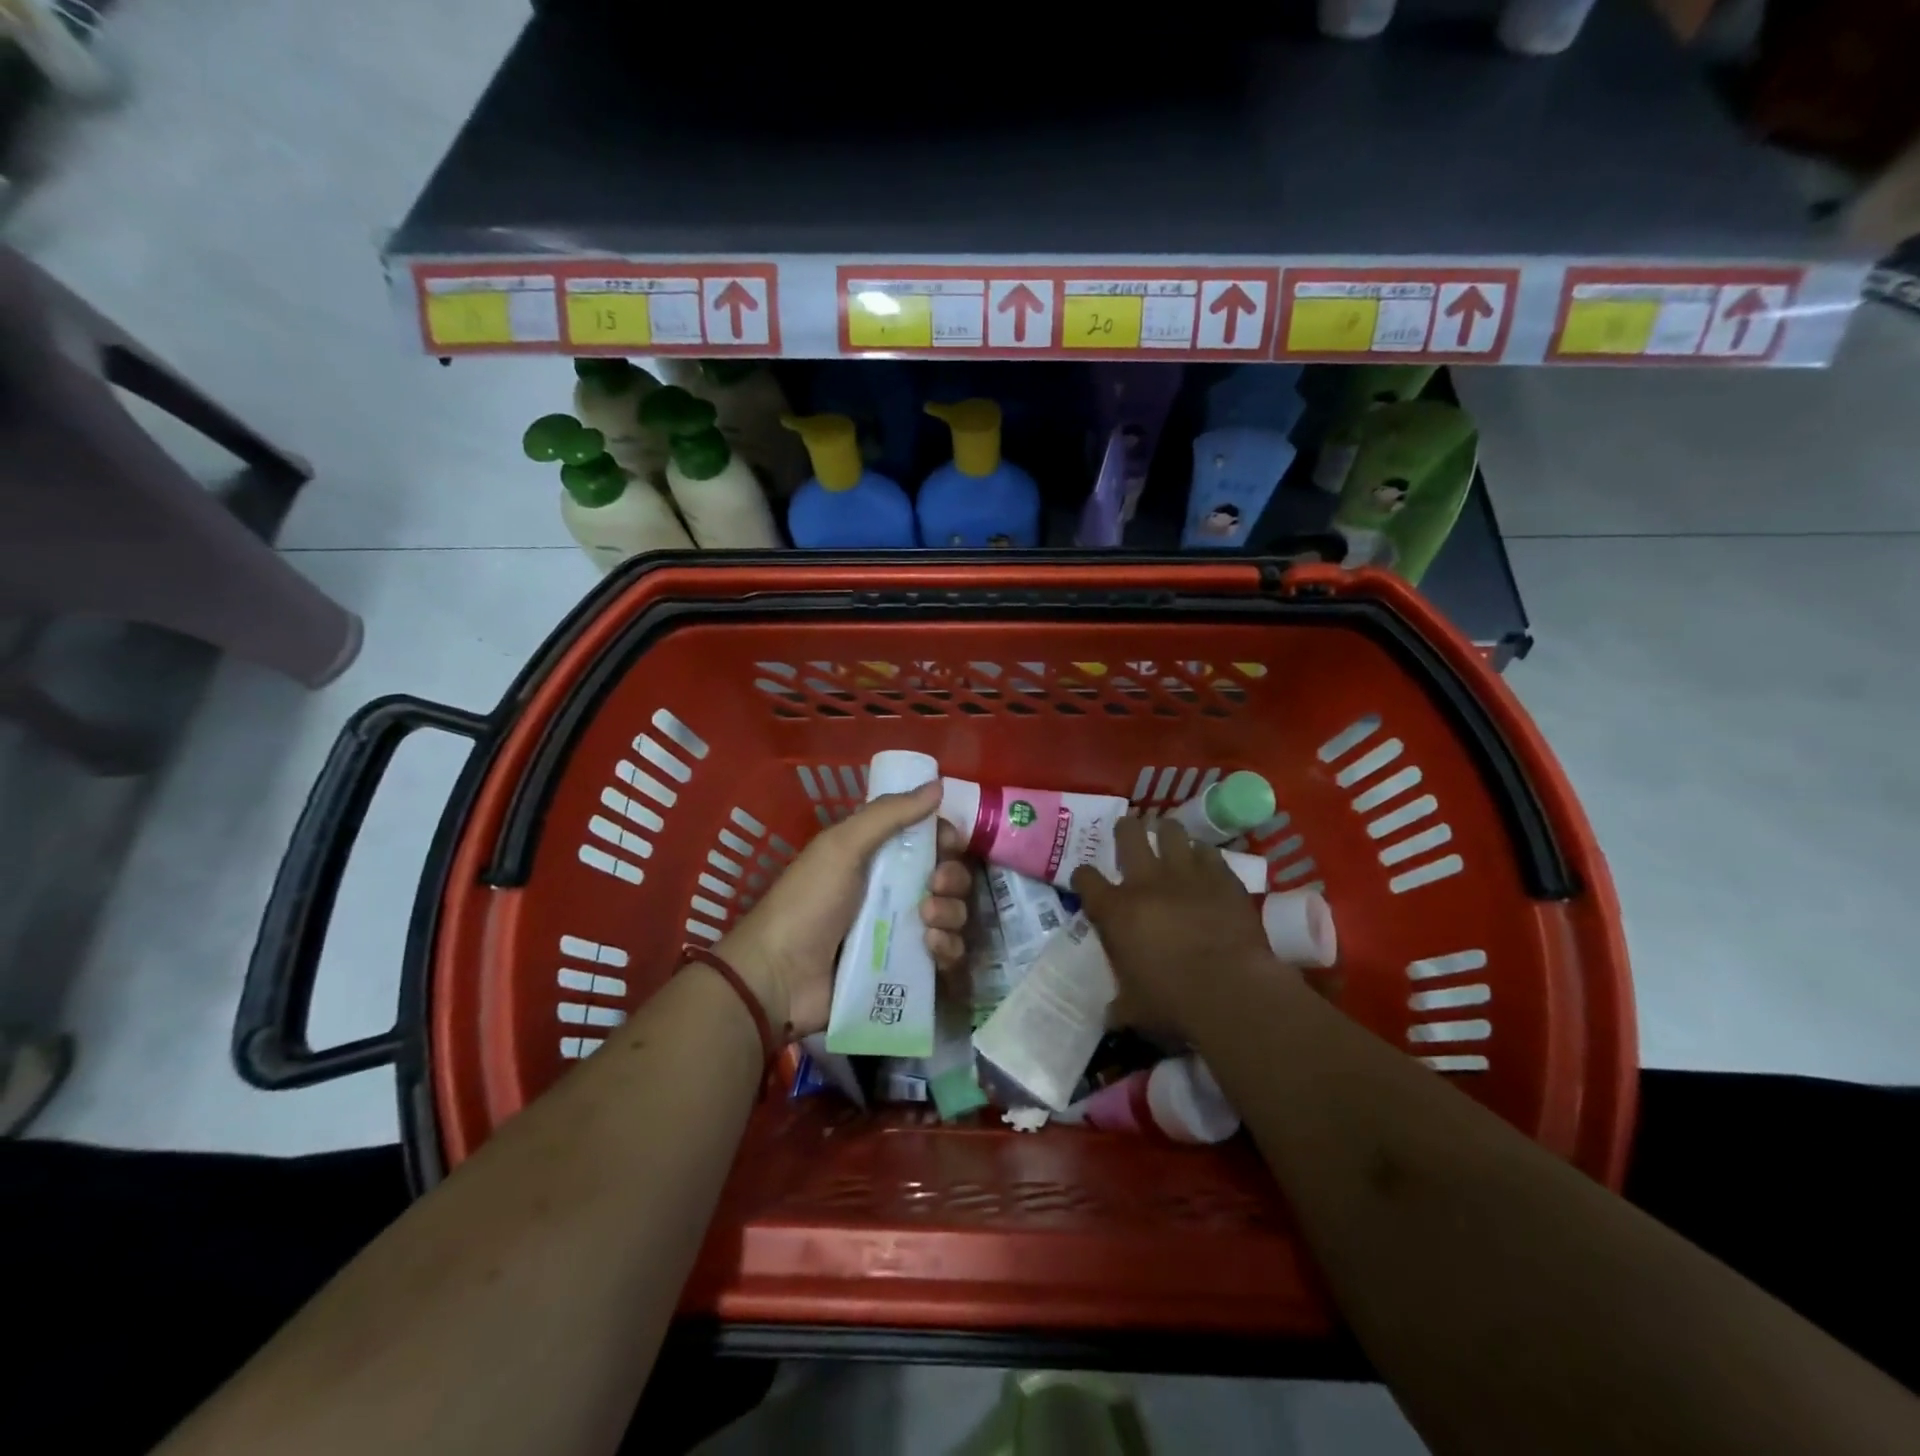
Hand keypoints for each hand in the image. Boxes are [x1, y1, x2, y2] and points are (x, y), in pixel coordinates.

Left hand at [715, 781, 970, 1038]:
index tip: (949, 843)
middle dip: (952, 879)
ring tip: (927, 922)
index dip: (946, 839)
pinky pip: (948, 955)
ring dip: (952, 914)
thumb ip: (889, 814)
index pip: (931, 841)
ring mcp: (903, 932)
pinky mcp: (908, 970)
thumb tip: (937, 784)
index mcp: (880, 857)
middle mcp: (897, 891)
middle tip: (934, 886)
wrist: (779, 976)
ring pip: (954, 916)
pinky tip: (931, 948)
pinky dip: (948, 949)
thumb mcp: (843, 846)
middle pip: (949, 878)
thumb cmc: (809, 901)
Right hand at [1070, 815, 1281, 1039]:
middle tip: (1128, 832)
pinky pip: (1209, 853)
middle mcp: (1145, 882)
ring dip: (1167, 832)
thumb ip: (1119, 1005)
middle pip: (1128, 835)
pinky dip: (1204, 855)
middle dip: (1126, 830)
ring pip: (1171, 832)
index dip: (1083, 877)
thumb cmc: (1173, 1002)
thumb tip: (1110, 1015)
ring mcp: (1186, 874)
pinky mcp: (1222, 878)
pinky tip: (1205, 861)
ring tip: (1167, 835)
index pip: (1085, 879)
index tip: (1086, 881)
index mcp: (1115, 911)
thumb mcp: (1134, 1010)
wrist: (1231, 990)